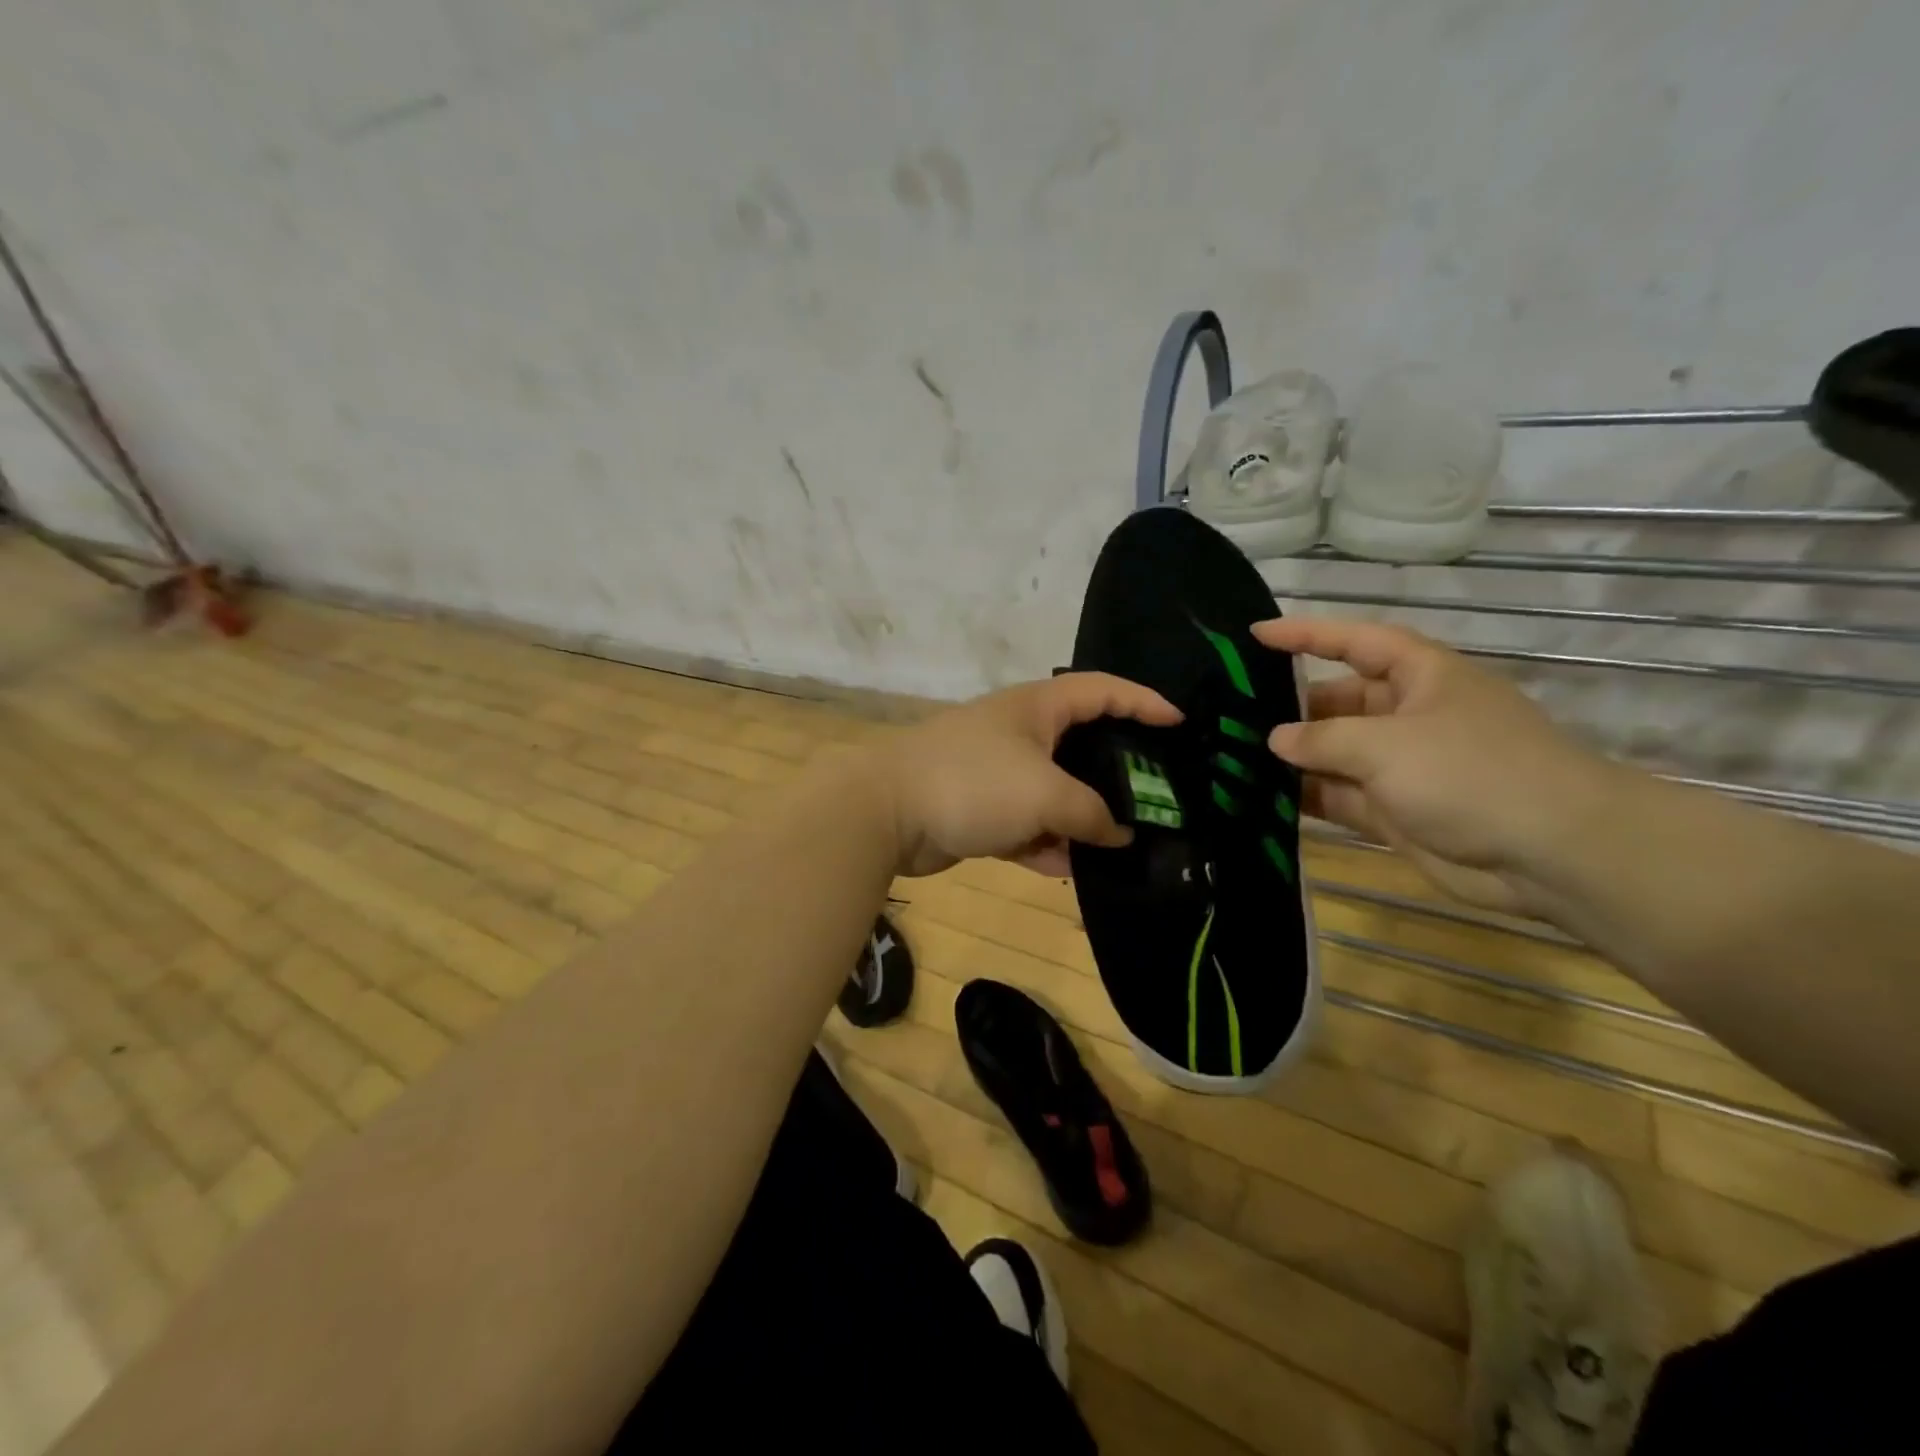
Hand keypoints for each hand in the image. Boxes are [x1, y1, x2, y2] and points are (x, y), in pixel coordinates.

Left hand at [878, 673, 1182, 877]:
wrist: (887, 813)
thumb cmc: (974, 782)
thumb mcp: (1045, 793)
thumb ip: (1090, 813)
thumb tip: (1120, 833)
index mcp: (1037, 707)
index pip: (1102, 690)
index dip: (1144, 701)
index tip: (1181, 724)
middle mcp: (1020, 733)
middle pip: (1083, 746)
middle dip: (1118, 772)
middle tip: (1158, 797)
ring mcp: (998, 773)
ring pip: (1055, 792)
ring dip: (1082, 818)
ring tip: (1123, 845)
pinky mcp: (980, 810)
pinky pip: (1027, 824)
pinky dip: (1046, 843)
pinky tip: (1071, 868)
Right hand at [1254, 617, 1618, 913]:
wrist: (1552, 854)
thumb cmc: (1471, 773)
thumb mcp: (1386, 744)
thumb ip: (1322, 739)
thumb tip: (1275, 738)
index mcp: (1421, 677)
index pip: (1354, 642)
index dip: (1306, 634)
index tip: (1255, 635)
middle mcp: (1408, 715)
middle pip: (1338, 700)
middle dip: (1290, 706)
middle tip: (1231, 714)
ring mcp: (1401, 766)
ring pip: (1334, 752)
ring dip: (1292, 756)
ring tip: (1233, 756)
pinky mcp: (1394, 811)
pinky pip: (1339, 795)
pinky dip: (1306, 795)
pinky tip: (1260, 796)